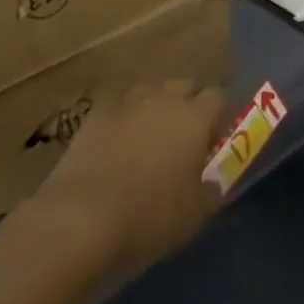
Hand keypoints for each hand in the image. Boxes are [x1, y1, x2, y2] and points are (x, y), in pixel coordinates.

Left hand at [31, 79, 229, 276]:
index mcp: (194, 119)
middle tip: (186, 135)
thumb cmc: (149, 217)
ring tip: (151, 136)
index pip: (218, 97)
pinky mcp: (95, 115)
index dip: (222, 114)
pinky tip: (118, 141)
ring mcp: (126, 104)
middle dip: (189, 103)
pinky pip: (118, 107)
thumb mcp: (194, 215)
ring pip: (150, 91)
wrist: (81, 218)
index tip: (219, 136)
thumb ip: (210, 190)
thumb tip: (214, 180)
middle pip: (184, 85)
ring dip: (156, 106)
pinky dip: (123, 119)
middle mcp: (163, 100)